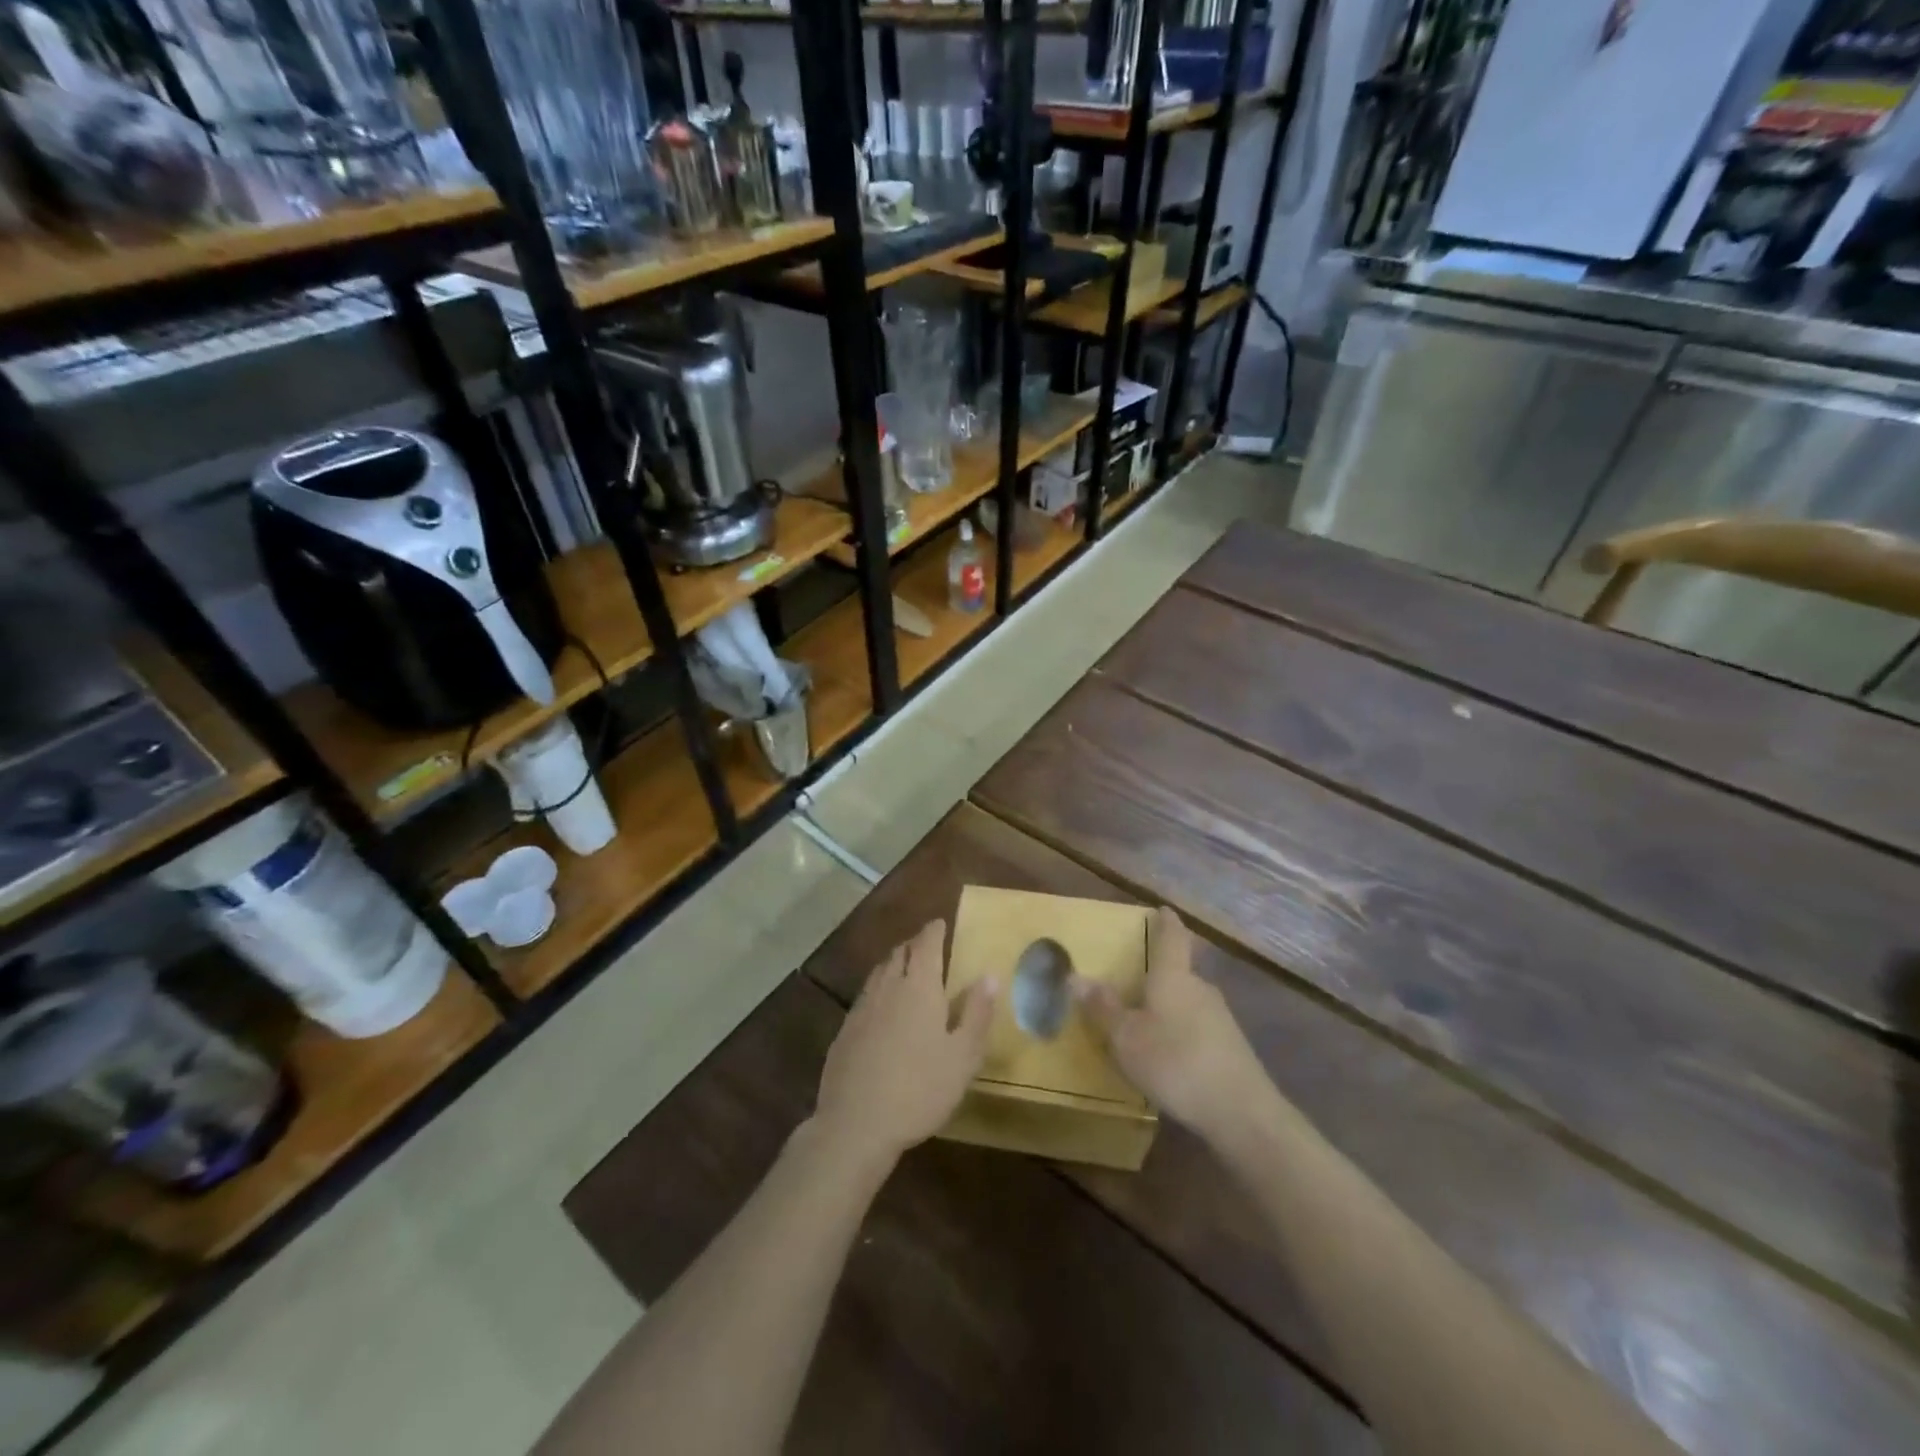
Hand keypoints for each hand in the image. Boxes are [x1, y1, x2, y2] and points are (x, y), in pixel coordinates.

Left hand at [812, 919, 994, 1165]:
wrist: (856, 1124)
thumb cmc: (919, 1089)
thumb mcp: (962, 1057)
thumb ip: (977, 1013)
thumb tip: (990, 975)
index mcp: (919, 988)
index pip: (926, 945)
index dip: (933, 931)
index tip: (940, 923)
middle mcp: (888, 988)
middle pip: (899, 954)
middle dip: (914, 945)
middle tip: (926, 945)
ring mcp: (861, 1009)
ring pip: (879, 973)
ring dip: (894, 964)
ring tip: (905, 969)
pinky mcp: (844, 1032)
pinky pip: (865, 997)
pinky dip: (878, 990)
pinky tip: (881, 1009)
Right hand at [1073, 907, 1271, 1145]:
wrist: (1242, 1113)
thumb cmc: (1176, 1063)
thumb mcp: (1126, 1038)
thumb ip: (1103, 1007)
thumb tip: (1075, 975)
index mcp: (1174, 977)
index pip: (1173, 937)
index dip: (1167, 921)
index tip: (1162, 908)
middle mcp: (1200, 988)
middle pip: (1180, 970)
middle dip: (1159, 972)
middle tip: (1134, 976)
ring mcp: (1221, 1018)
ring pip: (1189, 1000)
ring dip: (1169, 1004)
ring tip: (1145, 1019)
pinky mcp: (1231, 1047)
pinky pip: (1198, 1026)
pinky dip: (1181, 1029)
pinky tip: (1169, 1053)